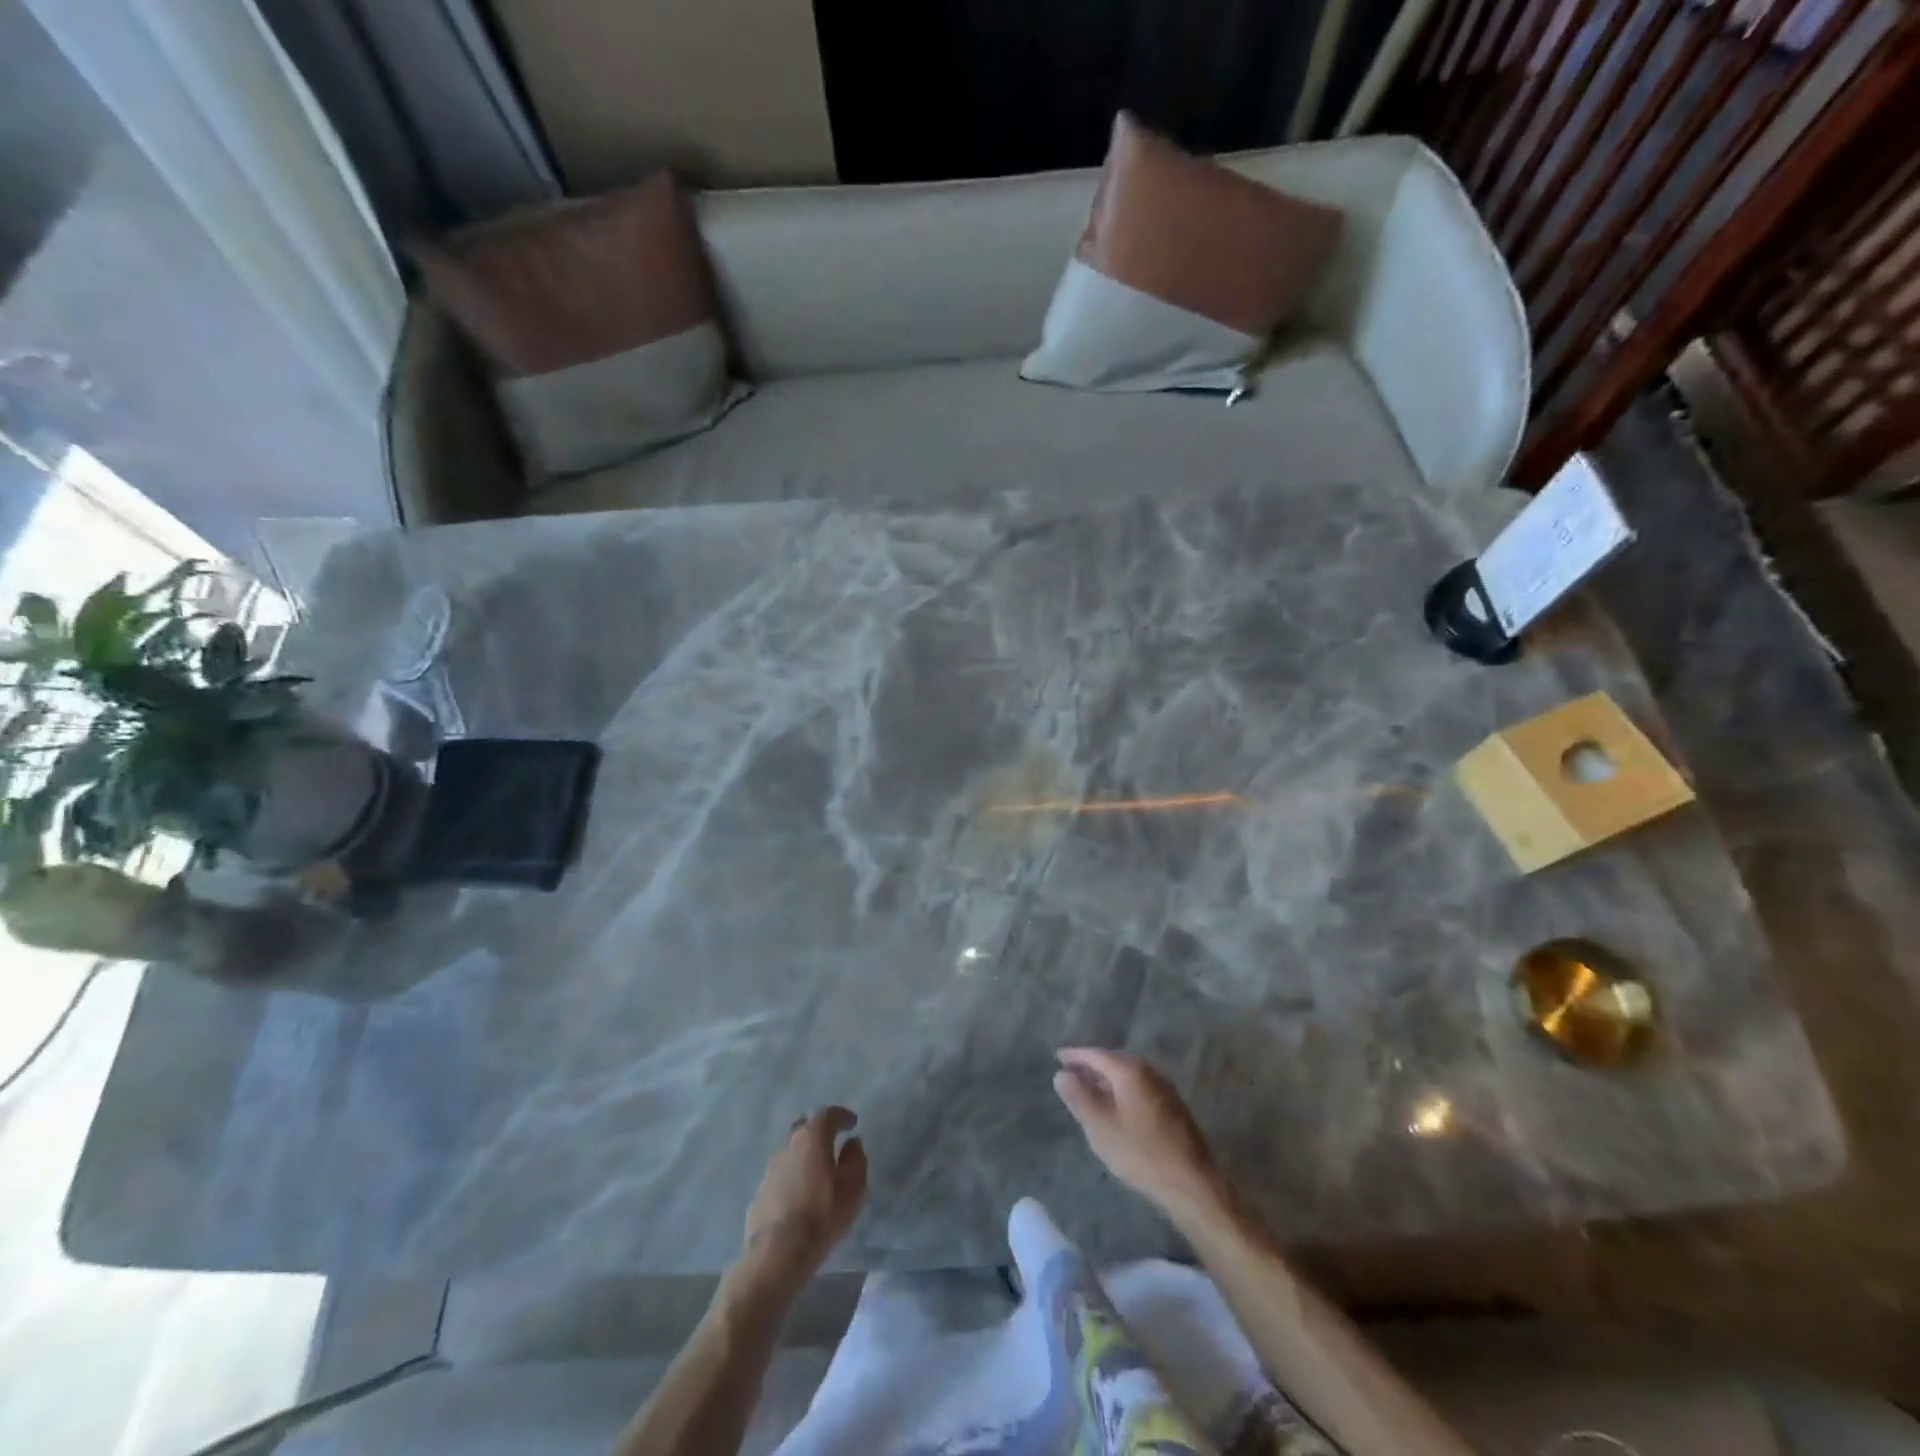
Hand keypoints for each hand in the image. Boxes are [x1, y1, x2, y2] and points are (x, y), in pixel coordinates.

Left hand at [739, 1107, 866, 1289]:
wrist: (776, 1254)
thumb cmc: (821, 1216)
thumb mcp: (852, 1188)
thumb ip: (855, 1160)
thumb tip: (852, 1143)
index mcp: (812, 1138)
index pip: (827, 1114)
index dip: (841, 1116)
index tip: (852, 1123)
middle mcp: (788, 1145)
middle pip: (804, 1127)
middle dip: (819, 1130)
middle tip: (832, 1141)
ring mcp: (770, 1168)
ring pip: (790, 1150)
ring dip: (804, 1154)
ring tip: (816, 1170)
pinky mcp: (760, 1191)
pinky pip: (781, 1173)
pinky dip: (792, 1175)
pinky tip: (799, 1193)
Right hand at [1054, 1048, 1223, 1219]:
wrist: (1191, 1183)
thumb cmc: (1140, 1153)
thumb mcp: (1100, 1127)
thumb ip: (1078, 1097)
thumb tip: (1061, 1074)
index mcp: (1130, 1071)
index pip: (1097, 1054)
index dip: (1075, 1055)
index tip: (1058, 1057)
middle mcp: (1149, 1072)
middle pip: (1114, 1061)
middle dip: (1092, 1066)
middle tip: (1072, 1073)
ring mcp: (1165, 1088)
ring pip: (1128, 1076)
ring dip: (1108, 1080)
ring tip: (1090, 1091)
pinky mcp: (1173, 1107)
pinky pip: (1139, 1088)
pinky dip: (1122, 1091)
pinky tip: (1117, 1108)